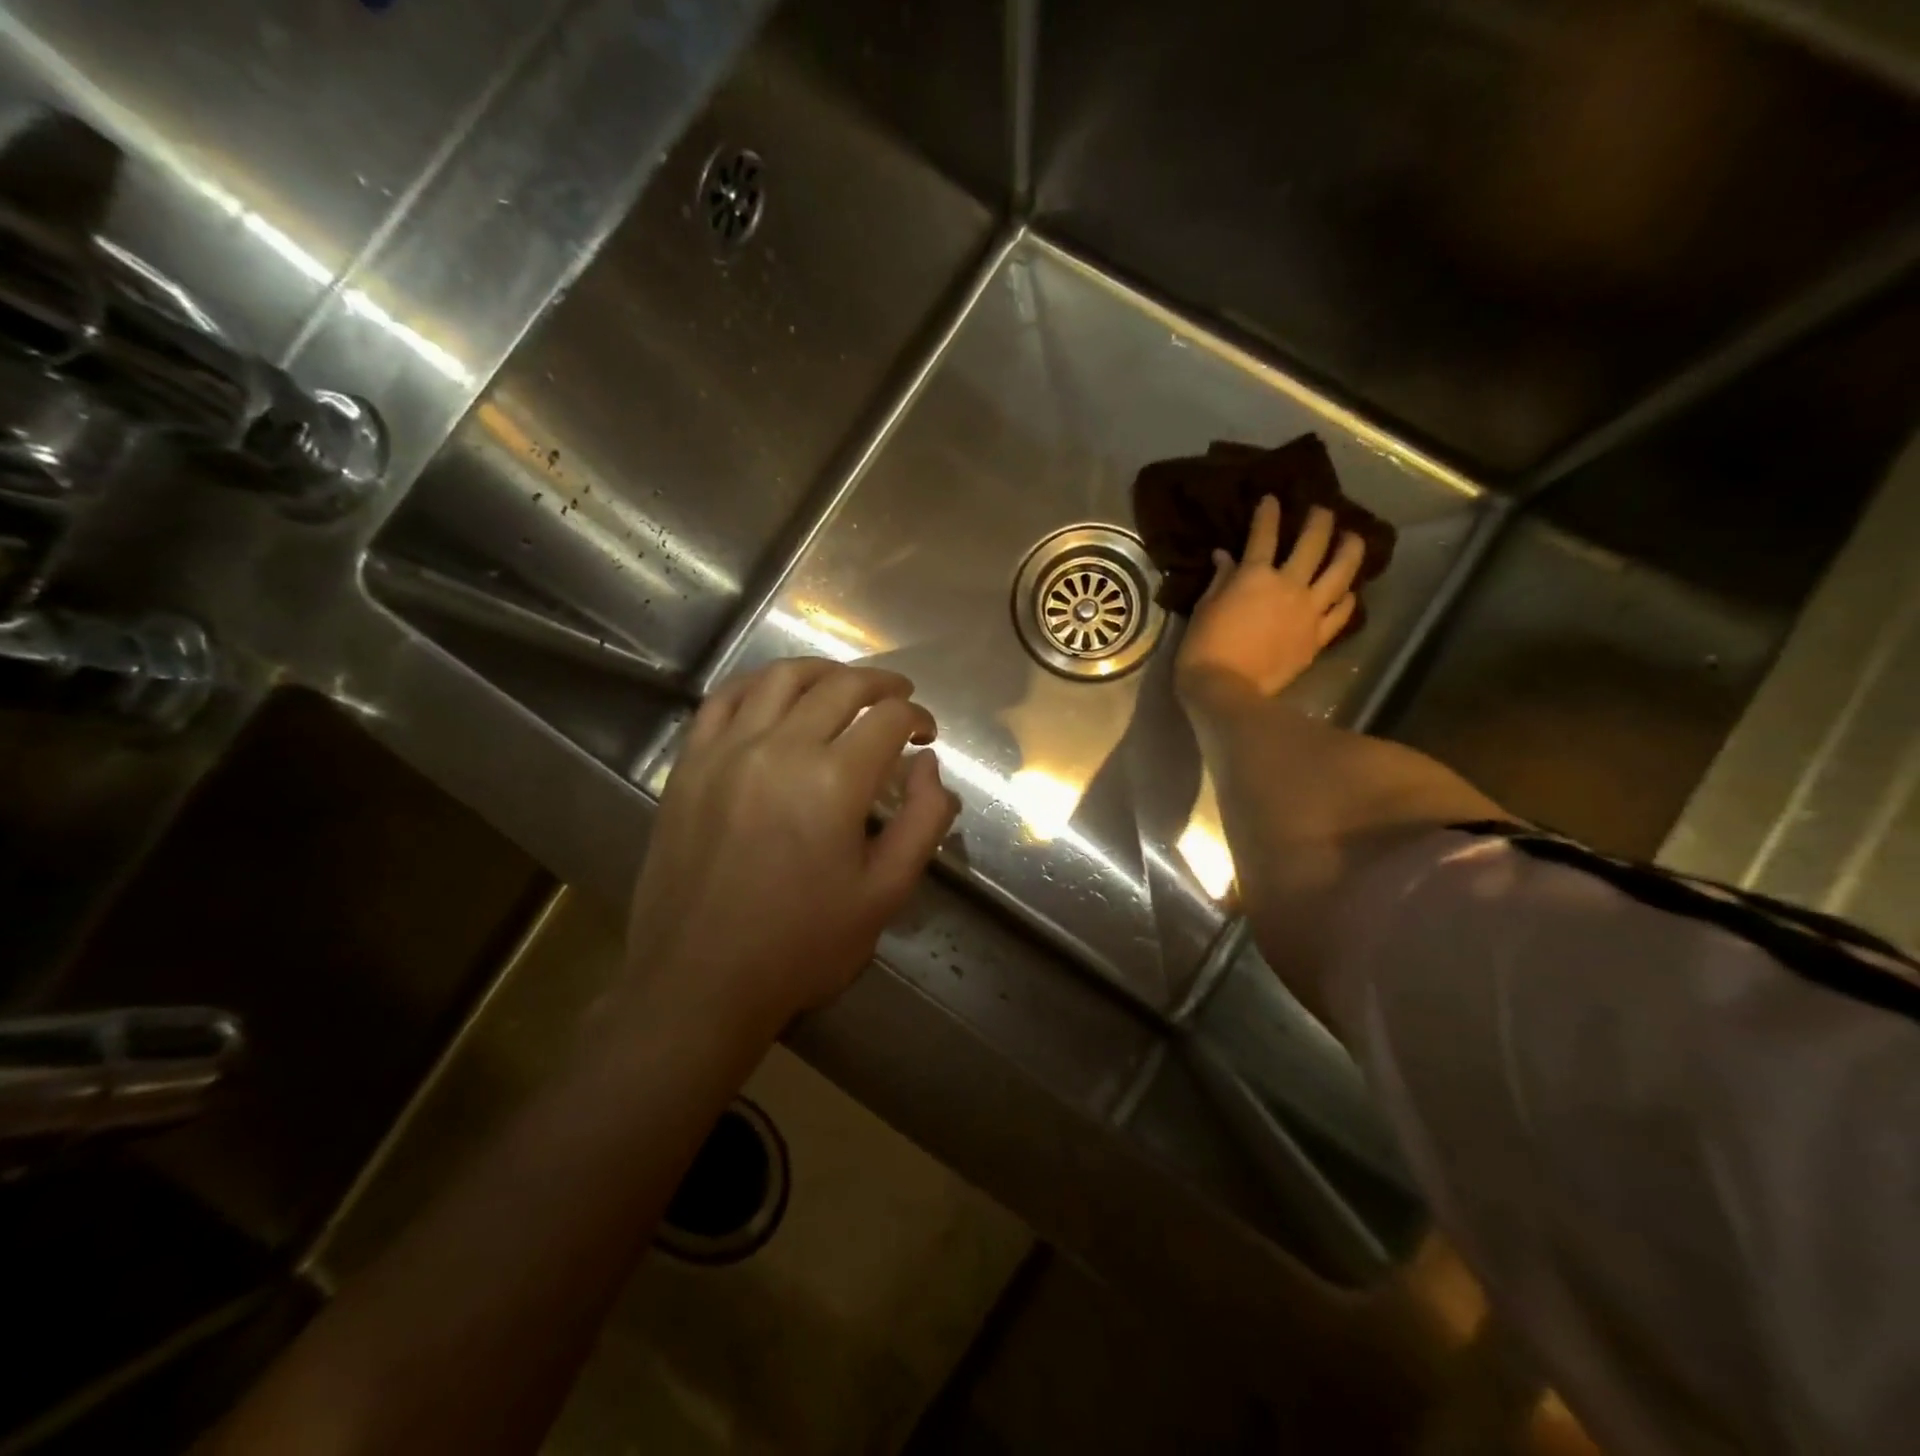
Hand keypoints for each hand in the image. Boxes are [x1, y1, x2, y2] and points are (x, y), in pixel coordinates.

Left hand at [626, 659, 960, 1038]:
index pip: (888, 719)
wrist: (699, 982)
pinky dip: (759, 684)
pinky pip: (725, 699)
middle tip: (900, 698)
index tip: (926, 736)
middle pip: (840, 687)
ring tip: (844, 685)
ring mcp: (726, 751)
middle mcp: (780, 748)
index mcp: (834, 782)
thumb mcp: (885, 895)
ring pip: (781, 678)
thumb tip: (929, 767)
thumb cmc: (802, 945)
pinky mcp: (689, 764)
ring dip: (823, 672)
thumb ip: (923, 822)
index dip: (918, 718)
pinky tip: (776, 694)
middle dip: (881, 685)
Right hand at [1174, 496, 1365, 702]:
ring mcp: (1309, 611)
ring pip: (1341, 572)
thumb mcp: (1204, 609)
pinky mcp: (1317, 637)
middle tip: (1322, 510)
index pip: (1264, 534)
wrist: (1226, 690)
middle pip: (1313, 543)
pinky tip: (1350, 591)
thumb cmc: (1204, 648)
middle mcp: (1289, 585)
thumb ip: (1220, 580)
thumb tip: (1224, 557)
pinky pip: (1341, 612)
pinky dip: (1347, 598)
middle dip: (1319, 520)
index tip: (1273, 499)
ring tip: (1354, 538)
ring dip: (1350, 550)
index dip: (1269, 513)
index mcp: (1255, 576)